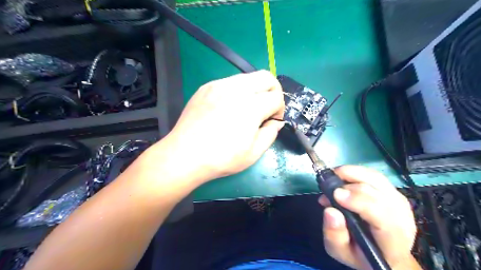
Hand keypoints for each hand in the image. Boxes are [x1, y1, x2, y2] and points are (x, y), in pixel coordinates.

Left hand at [162, 70, 282, 182]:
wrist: (184, 155)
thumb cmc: (221, 158)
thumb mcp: (253, 153)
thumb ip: (270, 134)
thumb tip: (275, 122)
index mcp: (251, 106)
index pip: (277, 96)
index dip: (279, 109)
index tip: (272, 121)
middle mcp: (236, 89)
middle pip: (266, 77)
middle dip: (273, 91)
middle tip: (266, 108)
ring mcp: (219, 85)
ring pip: (248, 77)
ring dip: (255, 90)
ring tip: (246, 109)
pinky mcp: (206, 87)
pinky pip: (230, 82)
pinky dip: (237, 91)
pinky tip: (228, 108)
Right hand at [319, 165, 421, 268]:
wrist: (383, 253)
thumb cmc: (361, 254)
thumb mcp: (341, 252)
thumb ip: (334, 235)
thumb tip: (330, 210)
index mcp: (392, 239)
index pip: (381, 214)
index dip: (358, 200)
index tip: (335, 194)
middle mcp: (401, 217)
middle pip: (377, 191)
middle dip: (349, 184)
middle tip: (327, 187)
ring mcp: (400, 202)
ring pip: (376, 178)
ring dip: (351, 173)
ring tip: (333, 177)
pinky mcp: (394, 192)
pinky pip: (374, 176)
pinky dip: (356, 173)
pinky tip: (343, 177)